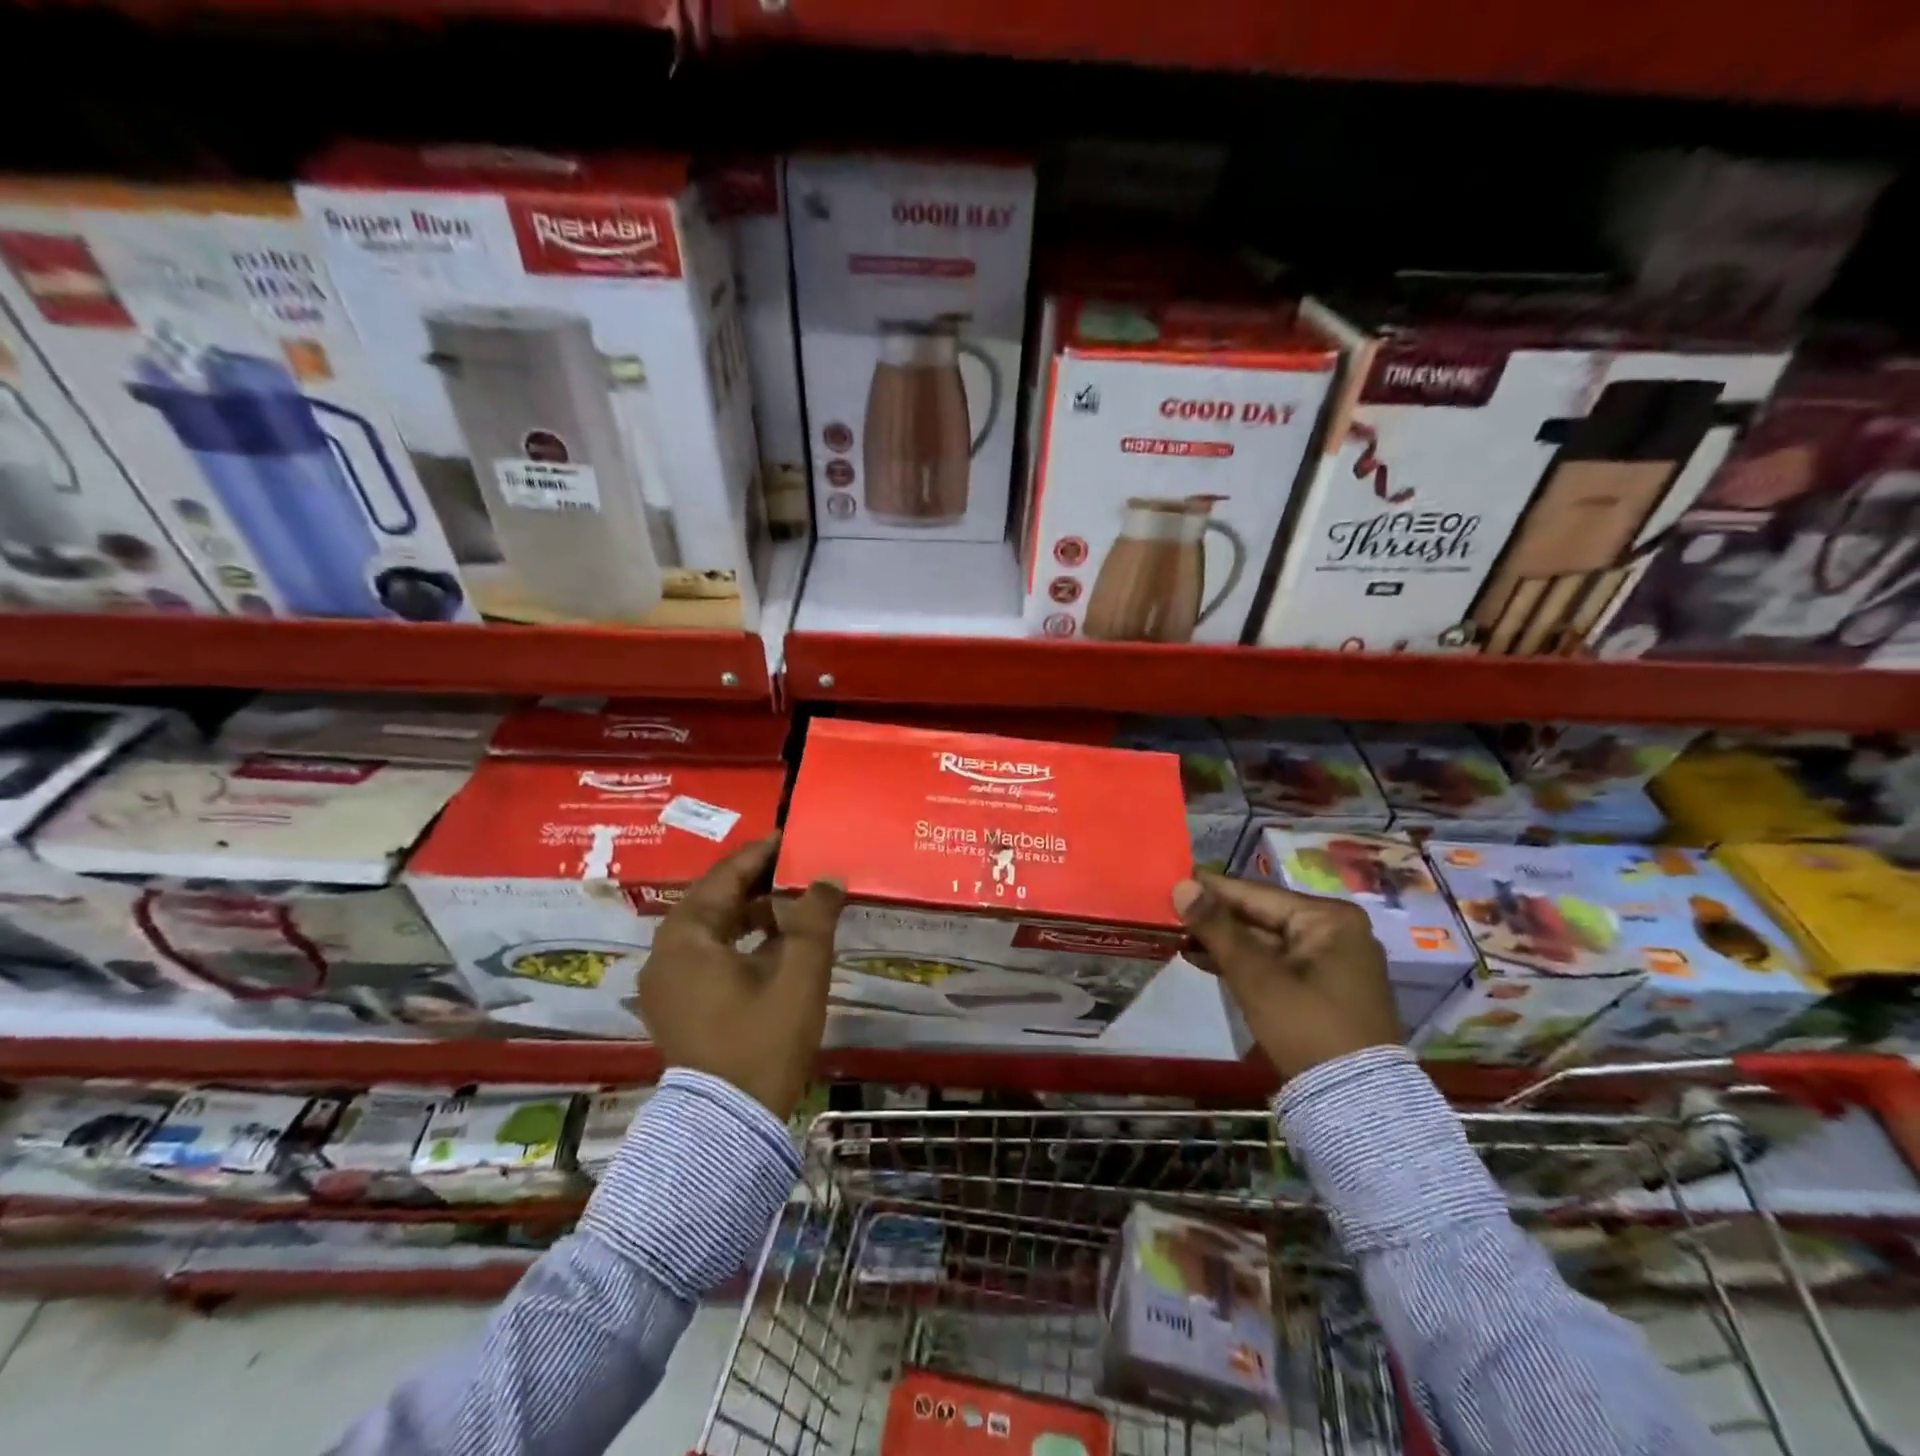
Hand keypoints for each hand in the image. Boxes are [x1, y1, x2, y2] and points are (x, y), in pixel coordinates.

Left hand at [636, 832, 846, 1118]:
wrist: (729, 1125)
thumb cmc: (763, 1040)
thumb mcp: (799, 973)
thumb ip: (815, 918)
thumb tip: (828, 879)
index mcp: (686, 937)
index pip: (724, 877)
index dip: (761, 855)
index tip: (792, 839)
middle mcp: (665, 953)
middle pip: (714, 900)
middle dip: (757, 883)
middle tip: (797, 869)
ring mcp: (666, 983)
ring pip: (710, 929)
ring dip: (750, 913)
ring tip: (793, 904)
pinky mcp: (676, 1006)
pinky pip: (707, 955)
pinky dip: (738, 942)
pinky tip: (774, 945)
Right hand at [1173, 869, 1401, 1079]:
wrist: (1354, 1102)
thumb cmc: (1306, 1026)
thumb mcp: (1255, 975)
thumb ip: (1216, 928)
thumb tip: (1181, 886)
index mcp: (1330, 918)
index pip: (1256, 894)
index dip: (1211, 890)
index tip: (1173, 880)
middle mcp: (1336, 931)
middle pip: (1261, 916)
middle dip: (1215, 918)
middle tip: (1169, 911)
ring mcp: (1332, 960)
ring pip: (1265, 941)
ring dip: (1224, 941)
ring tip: (1178, 936)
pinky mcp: (1323, 987)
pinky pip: (1275, 962)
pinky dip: (1243, 962)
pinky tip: (1203, 959)